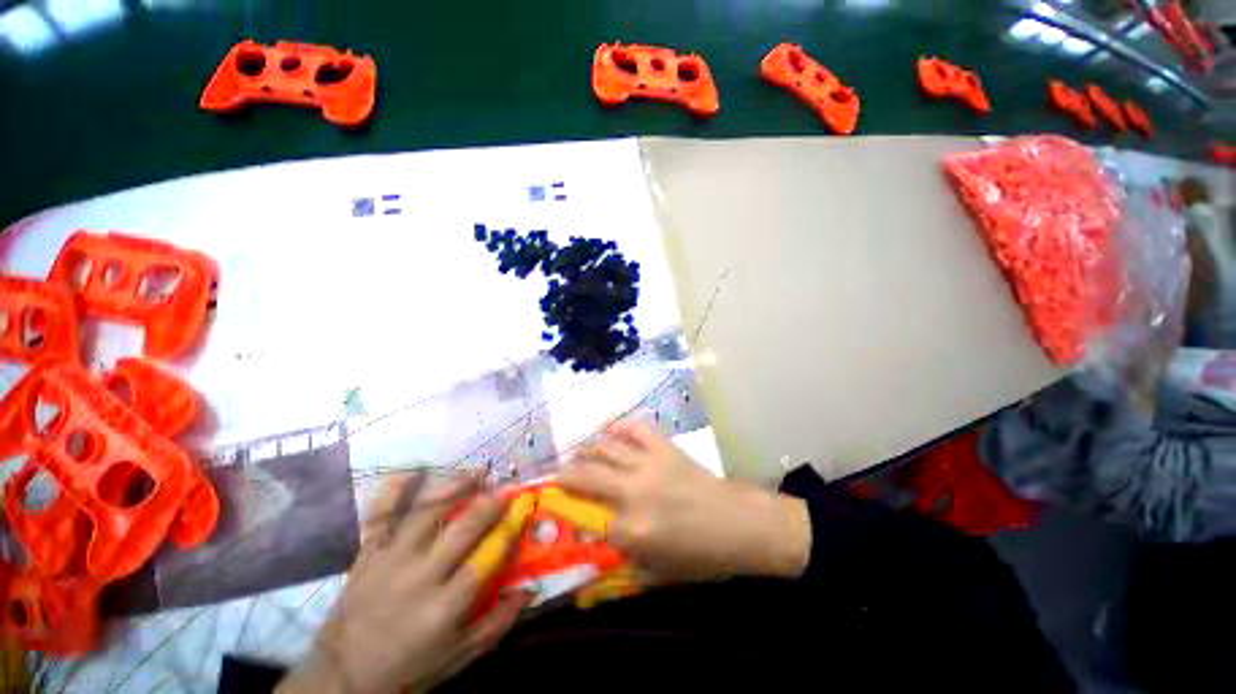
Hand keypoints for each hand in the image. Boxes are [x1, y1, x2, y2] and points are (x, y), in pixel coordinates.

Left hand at [278, 473, 526, 693]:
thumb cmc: (408, 668)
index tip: (525, 505)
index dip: (510, 527)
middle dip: (490, 501)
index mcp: (443, 606)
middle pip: (461, 528)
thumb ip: (497, 623)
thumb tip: (530, 588)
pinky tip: (415, 468)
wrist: (341, 675)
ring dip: (455, 486)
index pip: (486, 557)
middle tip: (509, 484)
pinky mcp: (367, 554)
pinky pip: (380, 514)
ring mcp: (389, 561)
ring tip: (477, 470)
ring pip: (426, 512)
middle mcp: (418, 577)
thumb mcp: (458, 656)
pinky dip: (395, 489)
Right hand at [560, 422, 810, 583]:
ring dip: (588, 450)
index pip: (590, 523)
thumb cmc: (701, 556)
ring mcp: (649, 464)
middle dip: (566, 475)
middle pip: (587, 477)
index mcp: (632, 530)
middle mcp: (633, 492)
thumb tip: (597, 558)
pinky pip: (637, 429)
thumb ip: (623, 568)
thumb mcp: (659, 575)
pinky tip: (612, 429)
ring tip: (580, 452)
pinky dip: (622, 427)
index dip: (573, 519)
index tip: (561, 513)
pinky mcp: (664, 448)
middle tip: (557, 474)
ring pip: (607, 449)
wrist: (739, 525)